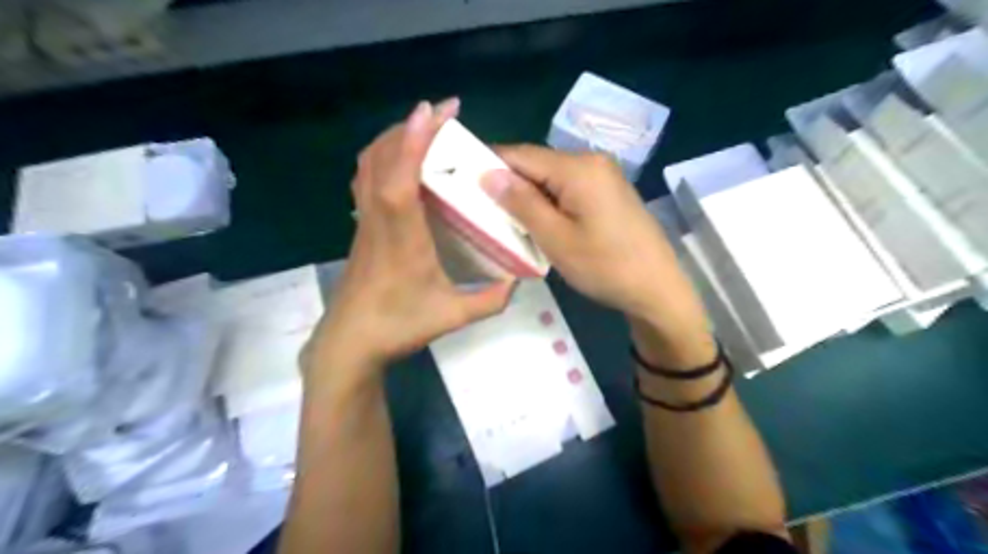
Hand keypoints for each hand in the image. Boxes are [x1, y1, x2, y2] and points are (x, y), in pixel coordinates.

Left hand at [308, 100, 516, 387]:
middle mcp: (378, 221)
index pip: (399, 180)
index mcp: (402, 239)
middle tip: (442, 112)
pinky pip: (365, 179)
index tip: (432, 110)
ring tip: (424, 128)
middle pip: (380, 159)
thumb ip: (490, 300)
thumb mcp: (452, 317)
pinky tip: (402, 161)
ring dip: (393, 137)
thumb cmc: (399, 326)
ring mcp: (365, 222)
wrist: (350, 342)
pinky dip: (382, 156)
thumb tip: (518, 282)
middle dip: (409, 126)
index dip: (413, 142)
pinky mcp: (360, 228)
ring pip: (367, 165)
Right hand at [484, 146, 714, 364]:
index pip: (520, 154)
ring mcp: (603, 175)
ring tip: (506, 219)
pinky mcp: (608, 191)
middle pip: (536, 163)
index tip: (462, 181)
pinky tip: (538, 221)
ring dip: (527, 195)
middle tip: (481, 208)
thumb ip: (521, 203)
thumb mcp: (556, 238)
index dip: (488, 164)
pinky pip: (567, 187)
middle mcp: (591, 161)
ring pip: (550, 177)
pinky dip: (548, 201)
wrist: (657, 288)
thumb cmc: (605, 266)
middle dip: (508, 183)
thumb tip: (487, 173)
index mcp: (578, 168)